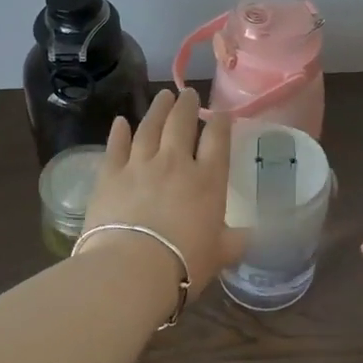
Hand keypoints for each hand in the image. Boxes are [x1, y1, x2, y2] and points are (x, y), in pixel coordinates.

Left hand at [84, 88, 246, 297]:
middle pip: (181, 124)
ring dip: (157, 109)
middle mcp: (175, 163)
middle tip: (188, 94)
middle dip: (187, 106)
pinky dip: (118, 132)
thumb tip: (252, 236)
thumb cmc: (184, 263)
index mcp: (208, 180)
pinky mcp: (110, 175)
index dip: (220, 123)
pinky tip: (120, 121)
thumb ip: (236, 241)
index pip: (217, 140)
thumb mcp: (221, 254)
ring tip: (162, 96)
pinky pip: (115, 146)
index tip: (222, 113)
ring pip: (149, 127)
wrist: (132, 269)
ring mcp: (140, 165)